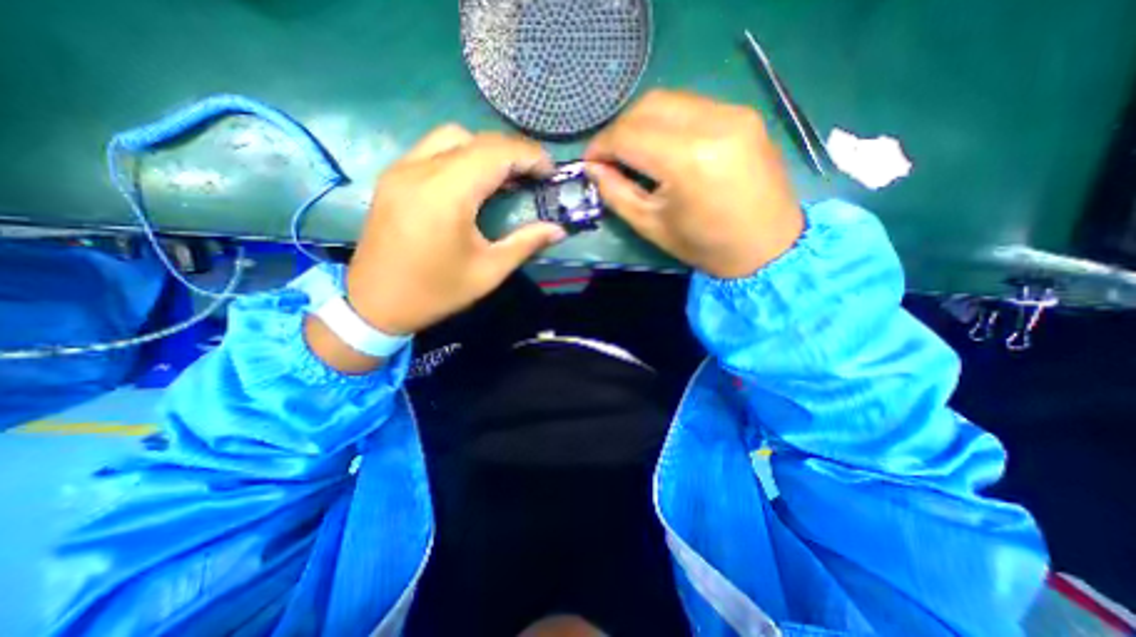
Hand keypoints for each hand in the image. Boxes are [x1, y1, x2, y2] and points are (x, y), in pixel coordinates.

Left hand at [307, 124, 562, 372]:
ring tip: (505, 178)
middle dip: (512, 152)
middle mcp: (420, 170)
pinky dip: (462, 155)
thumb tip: (558, 230)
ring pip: (452, 137)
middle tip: (533, 176)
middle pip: (475, 139)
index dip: (529, 155)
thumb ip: (526, 243)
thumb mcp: (488, 272)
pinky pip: (433, 149)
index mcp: (446, 195)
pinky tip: (474, 183)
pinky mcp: (393, 177)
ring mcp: (401, 169)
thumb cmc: (436, 292)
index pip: (495, 153)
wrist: (374, 304)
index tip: (550, 171)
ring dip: (485, 150)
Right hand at [581, 89, 801, 278]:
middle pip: (647, 106)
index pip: (628, 134)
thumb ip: (616, 193)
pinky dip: (666, 121)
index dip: (601, 146)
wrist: (768, 246)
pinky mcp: (743, 114)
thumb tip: (593, 168)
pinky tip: (662, 146)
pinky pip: (691, 106)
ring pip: (669, 100)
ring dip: (641, 122)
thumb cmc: (705, 245)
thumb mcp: (651, 225)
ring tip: (633, 151)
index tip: (590, 162)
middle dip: (619, 129)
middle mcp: (712, 123)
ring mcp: (733, 113)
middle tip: (610, 157)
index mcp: (687, 160)